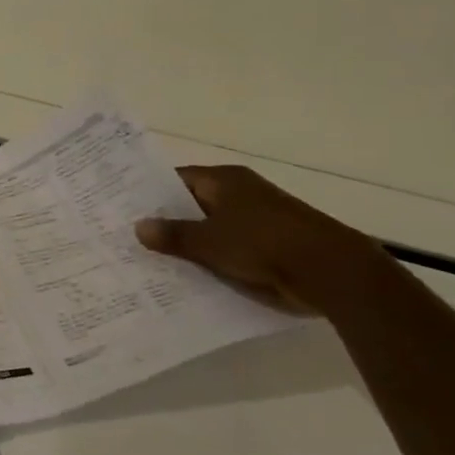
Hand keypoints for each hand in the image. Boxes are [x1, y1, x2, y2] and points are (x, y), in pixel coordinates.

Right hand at [134, 165, 388, 314]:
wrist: (332, 273)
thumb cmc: (265, 244)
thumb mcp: (209, 241)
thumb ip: (172, 234)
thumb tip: (138, 227)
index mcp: (224, 180)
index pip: (175, 179)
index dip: (148, 192)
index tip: (122, 208)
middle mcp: (240, 193)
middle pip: (192, 204)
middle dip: (165, 220)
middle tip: (128, 237)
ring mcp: (257, 220)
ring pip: (210, 229)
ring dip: (188, 243)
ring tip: (150, 260)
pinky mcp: (270, 245)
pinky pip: (229, 249)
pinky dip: (211, 259)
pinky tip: (187, 275)